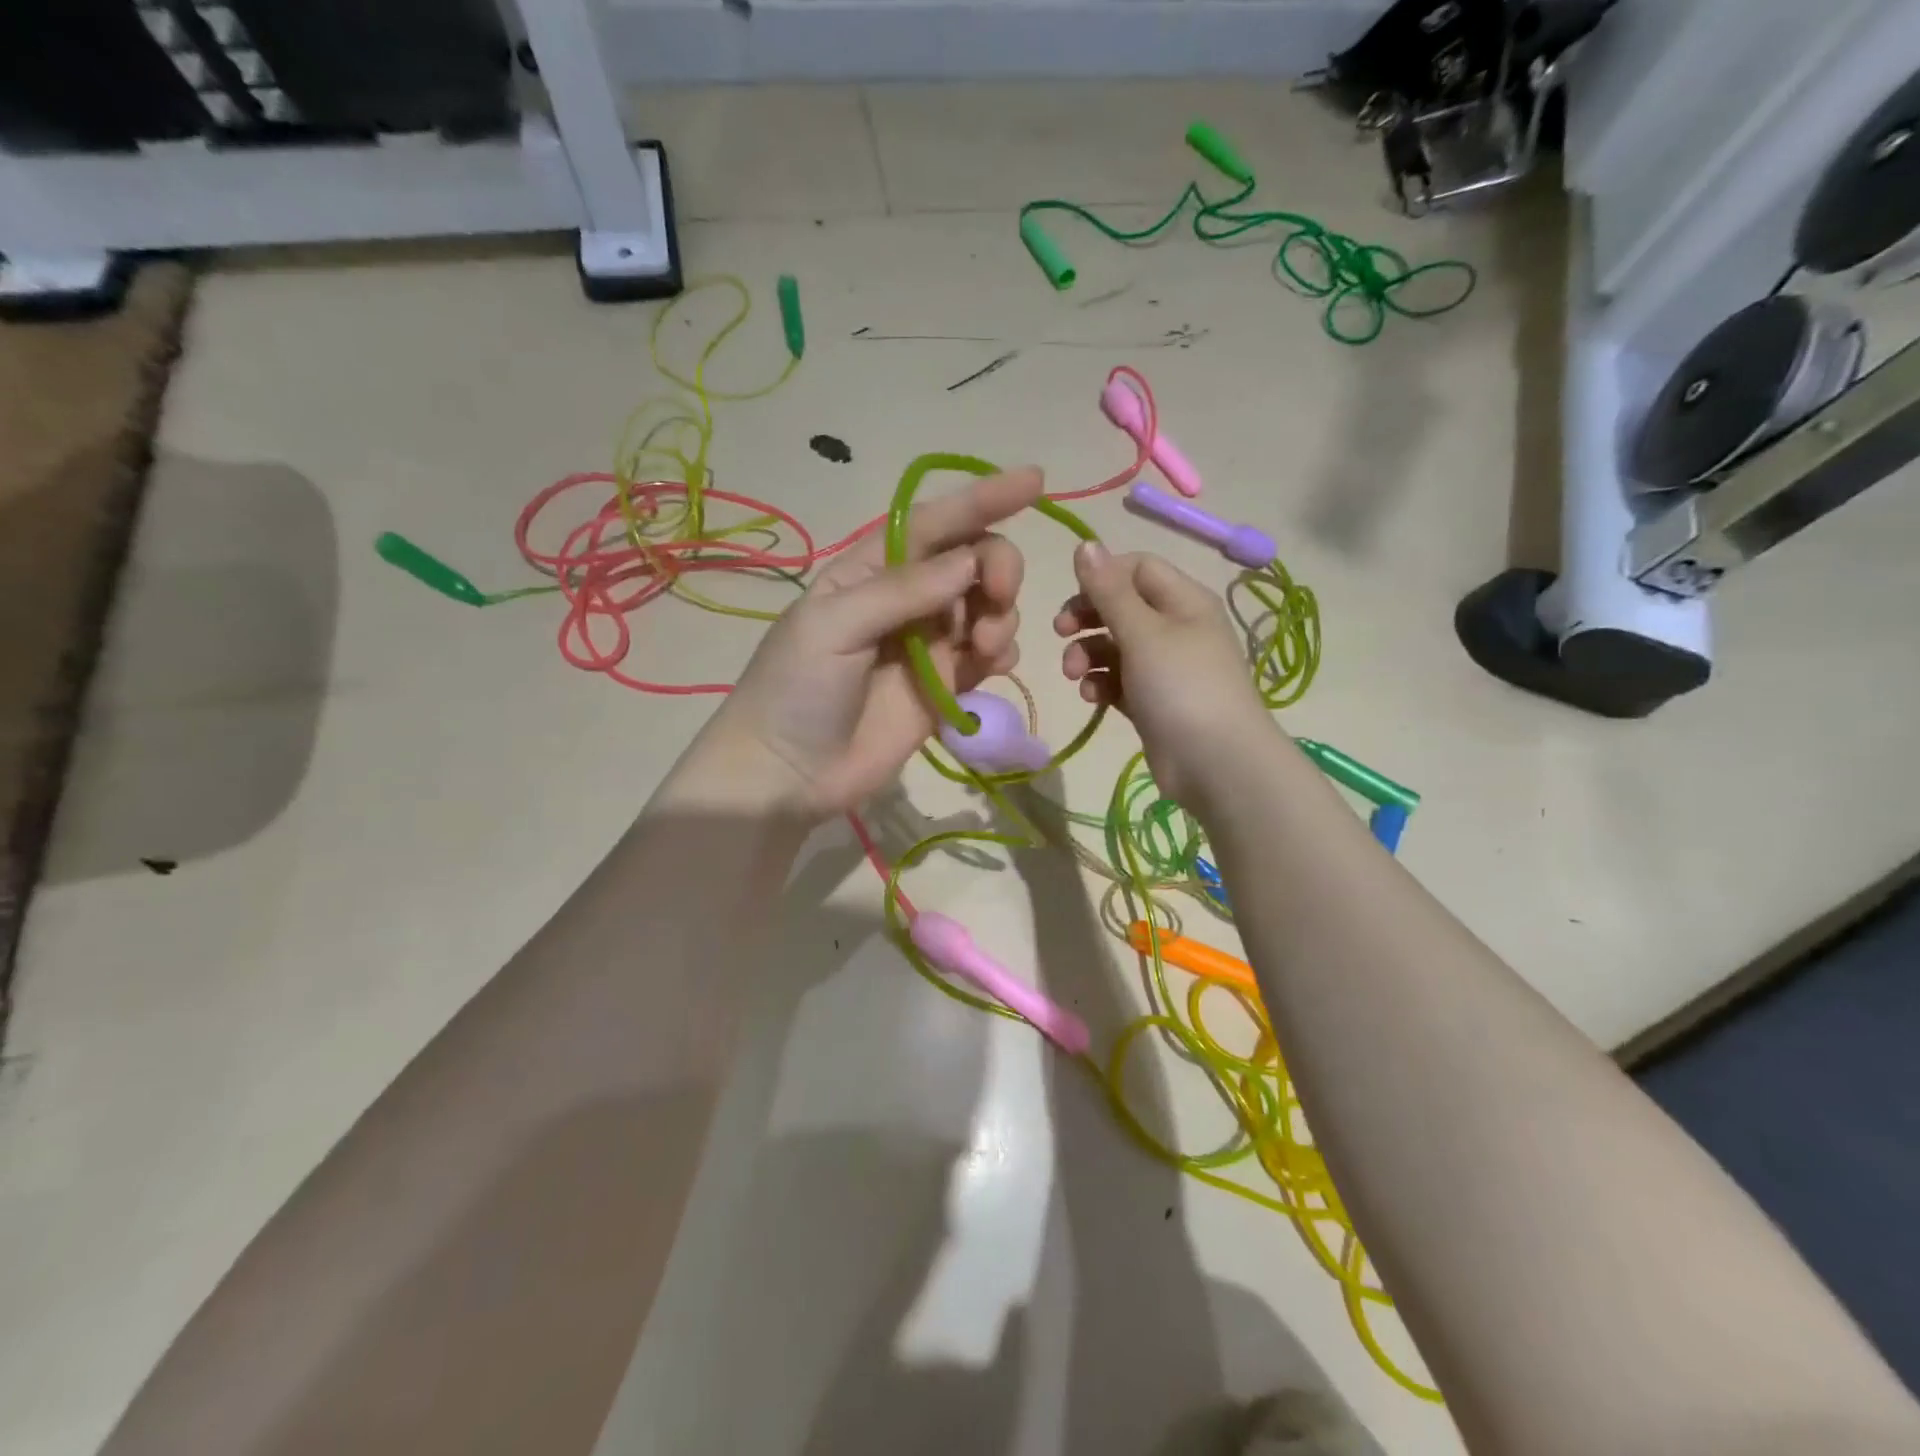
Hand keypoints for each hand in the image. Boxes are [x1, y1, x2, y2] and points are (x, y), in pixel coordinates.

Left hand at [693, 468, 1042, 817]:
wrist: (788, 774)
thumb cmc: (796, 690)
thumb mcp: (833, 626)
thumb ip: (902, 590)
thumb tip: (970, 560)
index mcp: (870, 570)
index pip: (934, 523)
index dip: (982, 499)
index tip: (1035, 481)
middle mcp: (906, 599)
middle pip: (972, 562)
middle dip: (998, 568)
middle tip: (998, 597)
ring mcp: (928, 644)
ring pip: (988, 608)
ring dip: (1001, 616)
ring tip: (984, 649)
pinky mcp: (945, 686)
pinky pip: (989, 656)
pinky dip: (1002, 653)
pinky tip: (993, 666)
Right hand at [1054, 541, 1275, 805]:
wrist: (1215, 763)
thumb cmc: (1181, 686)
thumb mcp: (1142, 632)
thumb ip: (1109, 590)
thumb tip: (1085, 543)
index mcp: (1184, 600)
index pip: (1137, 568)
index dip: (1102, 577)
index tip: (1072, 597)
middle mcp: (1176, 628)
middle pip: (1121, 607)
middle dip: (1087, 618)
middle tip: (1060, 633)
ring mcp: (1165, 667)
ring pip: (1115, 646)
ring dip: (1088, 655)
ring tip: (1074, 676)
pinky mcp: (1153, 701)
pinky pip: (1119, 680)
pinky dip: (1102, 683)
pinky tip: (1092, 697)